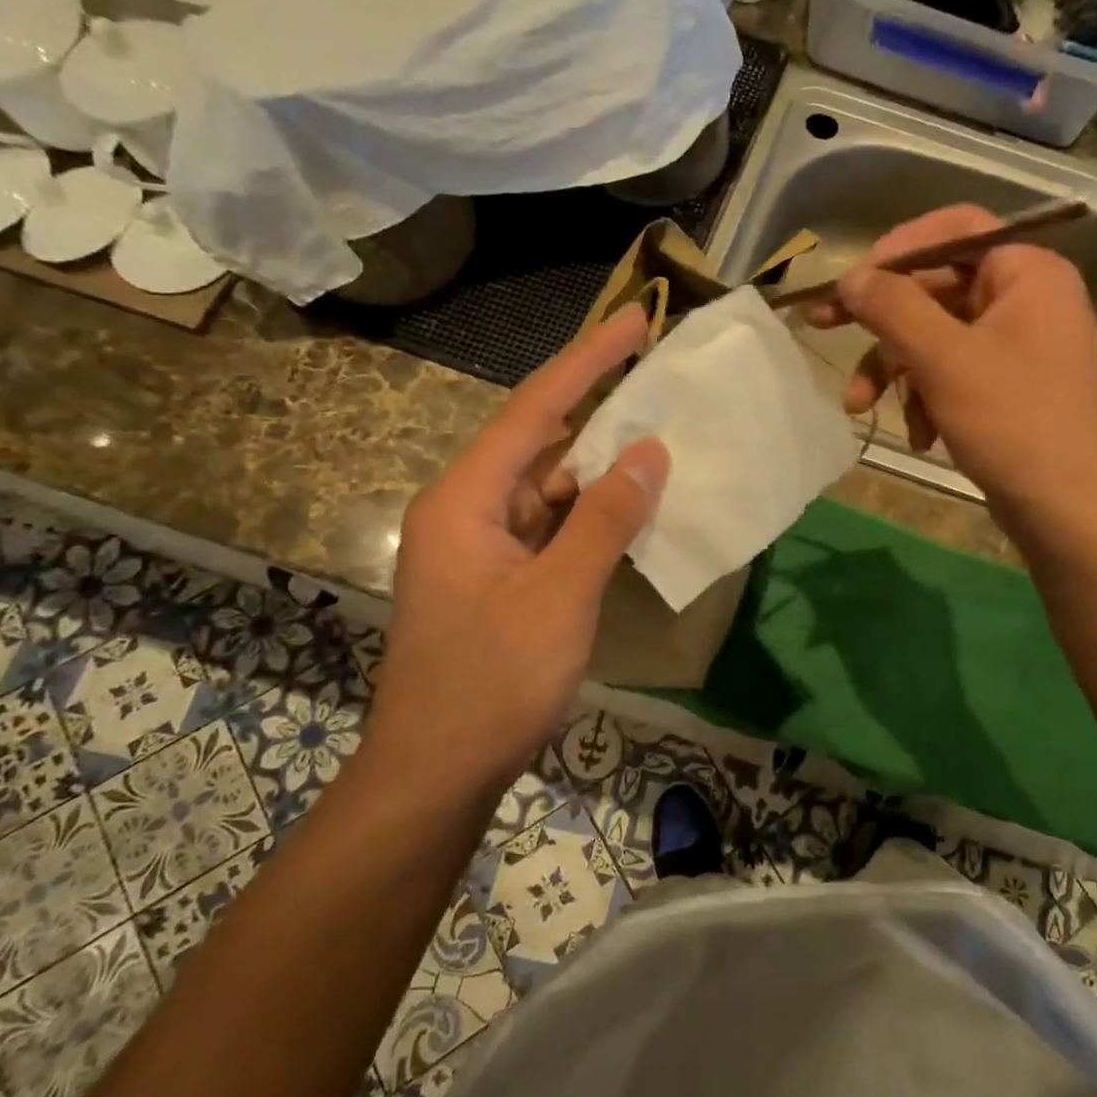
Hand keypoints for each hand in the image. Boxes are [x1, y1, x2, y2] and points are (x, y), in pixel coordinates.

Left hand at [367, 305, 668, 793]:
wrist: (436, 775)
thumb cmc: (491, 683)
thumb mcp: (559, 596)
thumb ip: (604, 518)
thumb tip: (649, 451)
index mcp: (466, 499)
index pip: (536, 409)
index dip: (588, 360)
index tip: (634, 320)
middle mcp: (469, 509)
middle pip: (541, 441)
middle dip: (600, 407)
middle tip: (658, 373)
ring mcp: (484, 546)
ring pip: (551, 487)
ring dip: (601, 465)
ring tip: (661, 432)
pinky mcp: (502, 578)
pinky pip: (553, 526)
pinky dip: (593, 513)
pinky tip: (634, 505)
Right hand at [808, 203, 1096, 550]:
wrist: (1068, 511)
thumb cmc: (1012, 422)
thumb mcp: (943, 359)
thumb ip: (892, 307)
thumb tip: (850, 277)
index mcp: (1027, 273)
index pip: (954, 230)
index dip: (895, 250)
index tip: (851, 281)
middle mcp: (1026, 299)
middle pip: (936, 288)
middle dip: (882, 325)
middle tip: (823, 327)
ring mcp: (1017, 345)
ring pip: (936, 337)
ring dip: (896, 370)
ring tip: (861, 408)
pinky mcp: (1006, 386)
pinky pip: (952, 372)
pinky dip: (926, 398)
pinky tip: (921, 437)